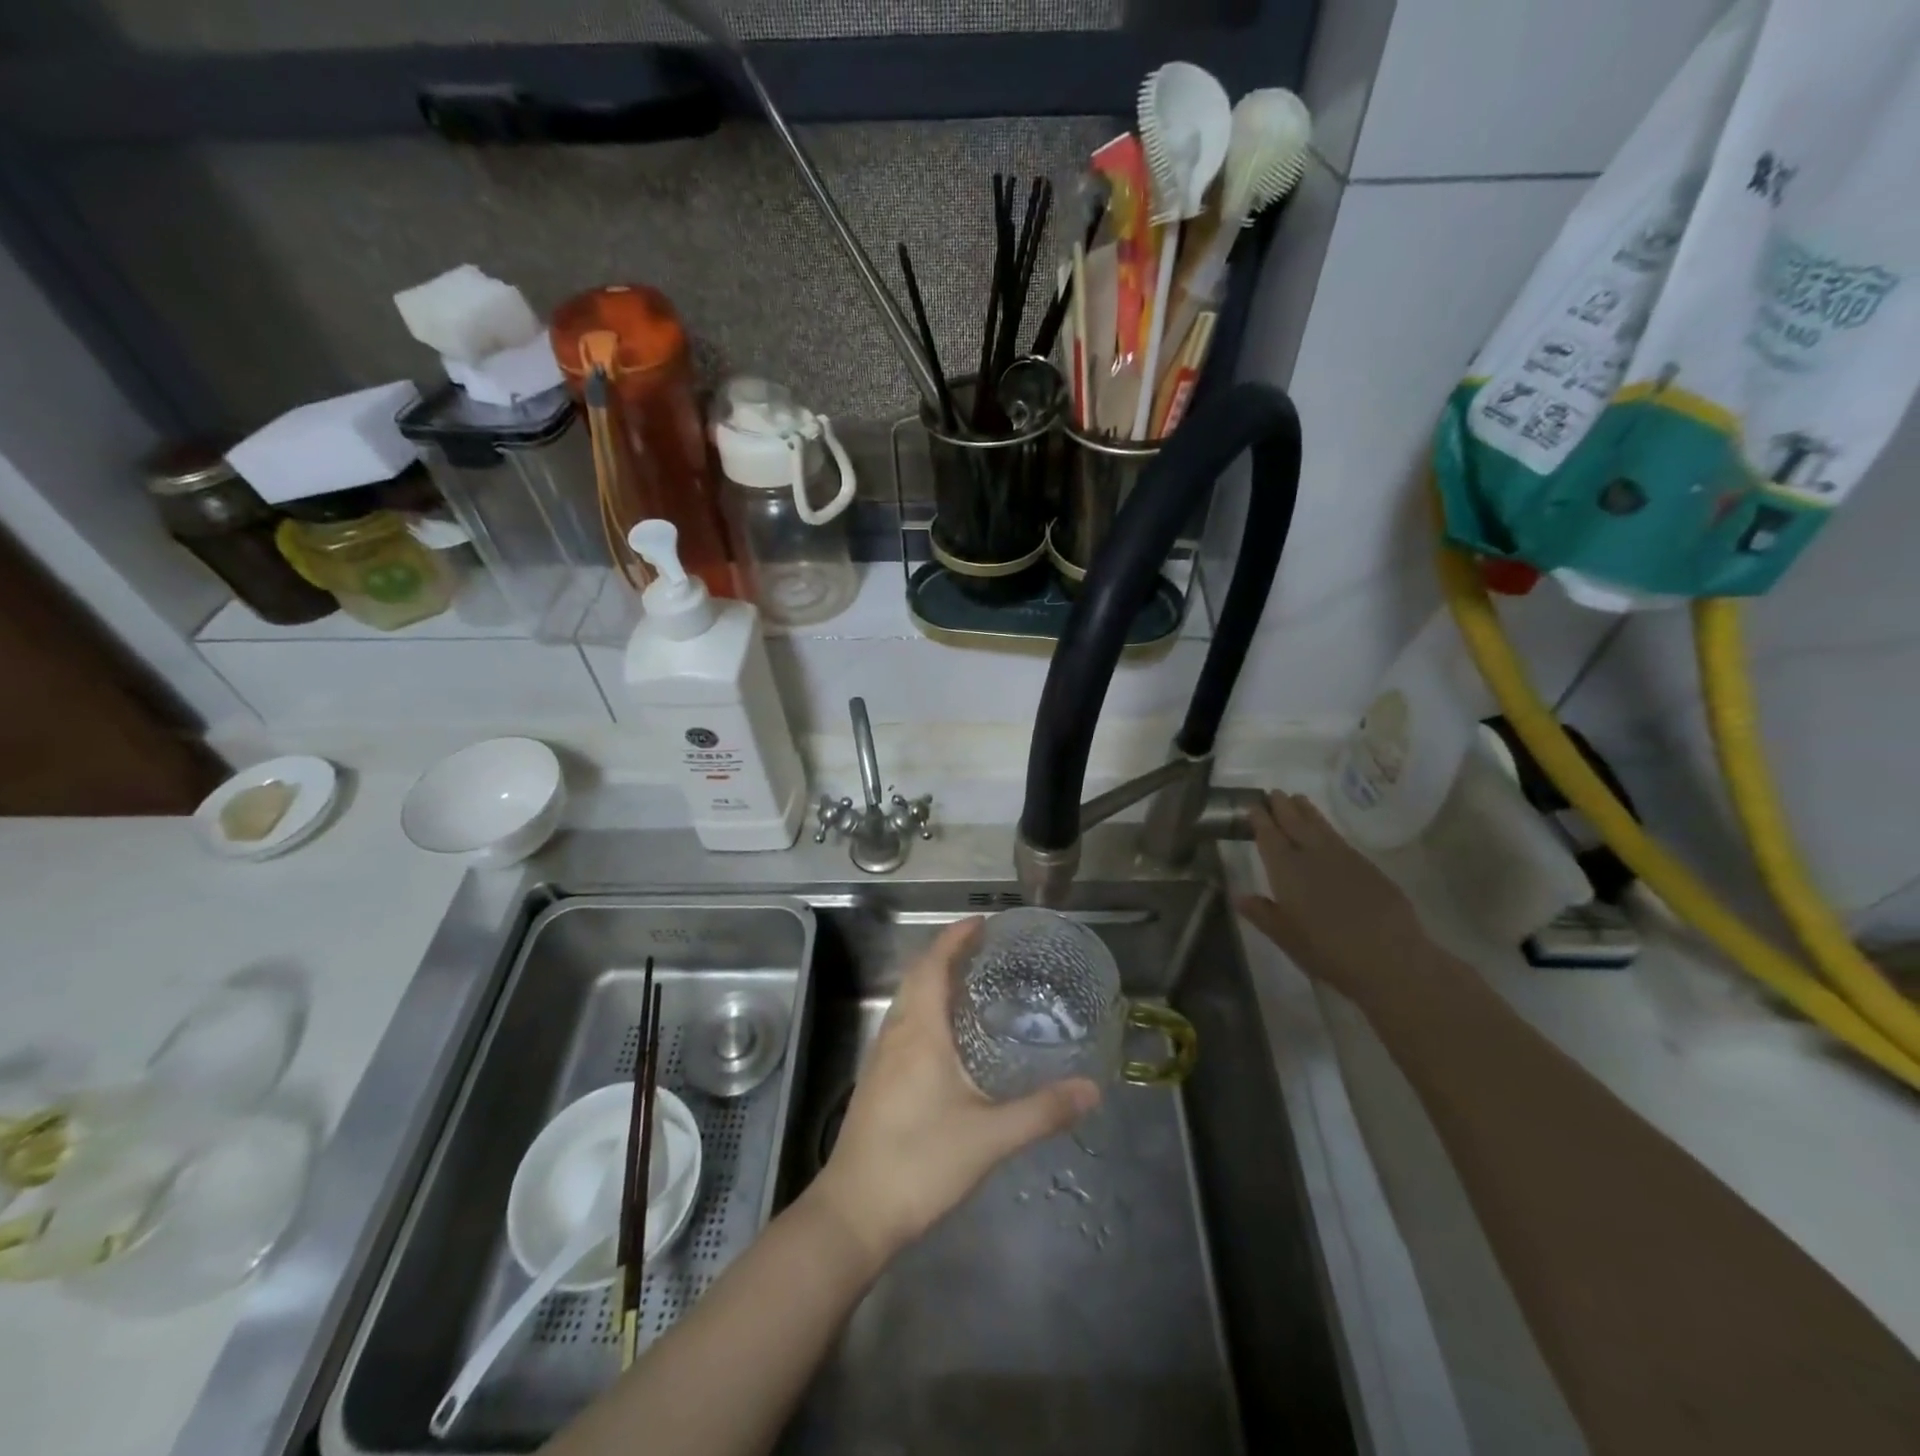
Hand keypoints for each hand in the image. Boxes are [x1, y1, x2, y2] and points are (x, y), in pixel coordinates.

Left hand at [808, 918, 1100, 1262]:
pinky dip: (927, 1010)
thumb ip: (1042, 1111)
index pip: (933, 965)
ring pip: (908, 1002)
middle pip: (917, 977)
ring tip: (972, 984)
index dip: (955, 937)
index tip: (982, 922)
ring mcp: (881, 1058)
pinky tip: (949, 1039)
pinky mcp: (877, 1082)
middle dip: (947, 954)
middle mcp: (896, 1034)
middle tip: (985, 949)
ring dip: (934, 982)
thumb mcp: (990, 1137)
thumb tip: (1092, 1089)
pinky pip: (904, 1025)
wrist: (855, 1212)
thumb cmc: (920, 1162)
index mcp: (919, 1031)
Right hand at [1235, 791, 1429, 1009]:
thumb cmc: (1328, 952)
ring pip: (1320, 826)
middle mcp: (1313, 856)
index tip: (1252, 806)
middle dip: (1282, 807)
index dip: (1259, 820)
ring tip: (1298, 799)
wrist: (1391, 959)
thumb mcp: (1286, 938)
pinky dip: (1327, 829)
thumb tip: (1239, 896)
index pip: (1269, 837)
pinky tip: (1327, 832)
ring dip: (1307, 811)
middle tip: (1274, 793)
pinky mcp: (1368, 867)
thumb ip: (1263, 914)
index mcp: (1286, 871)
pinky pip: (1340, 839)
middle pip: (1295, 823)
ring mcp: (1344, 858)